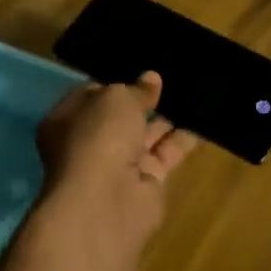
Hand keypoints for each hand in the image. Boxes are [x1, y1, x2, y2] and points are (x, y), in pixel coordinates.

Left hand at [31, 72, 199, 270]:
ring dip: (167, 117)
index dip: (116, 82)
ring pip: (146, 135)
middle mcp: (89, 144)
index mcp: (67, 120)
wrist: (107, 201)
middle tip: (173, 75)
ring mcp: (118, 166)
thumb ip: (136, 89)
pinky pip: (166, 153)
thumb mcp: (117, 98)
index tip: (141, 69)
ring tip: (194, 90)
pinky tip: (203, 117)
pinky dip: (183, 139)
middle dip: (145, 100)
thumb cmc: (98, 137)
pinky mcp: (146, 184)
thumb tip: (151, 79)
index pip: (92, 95)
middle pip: (120, 117)